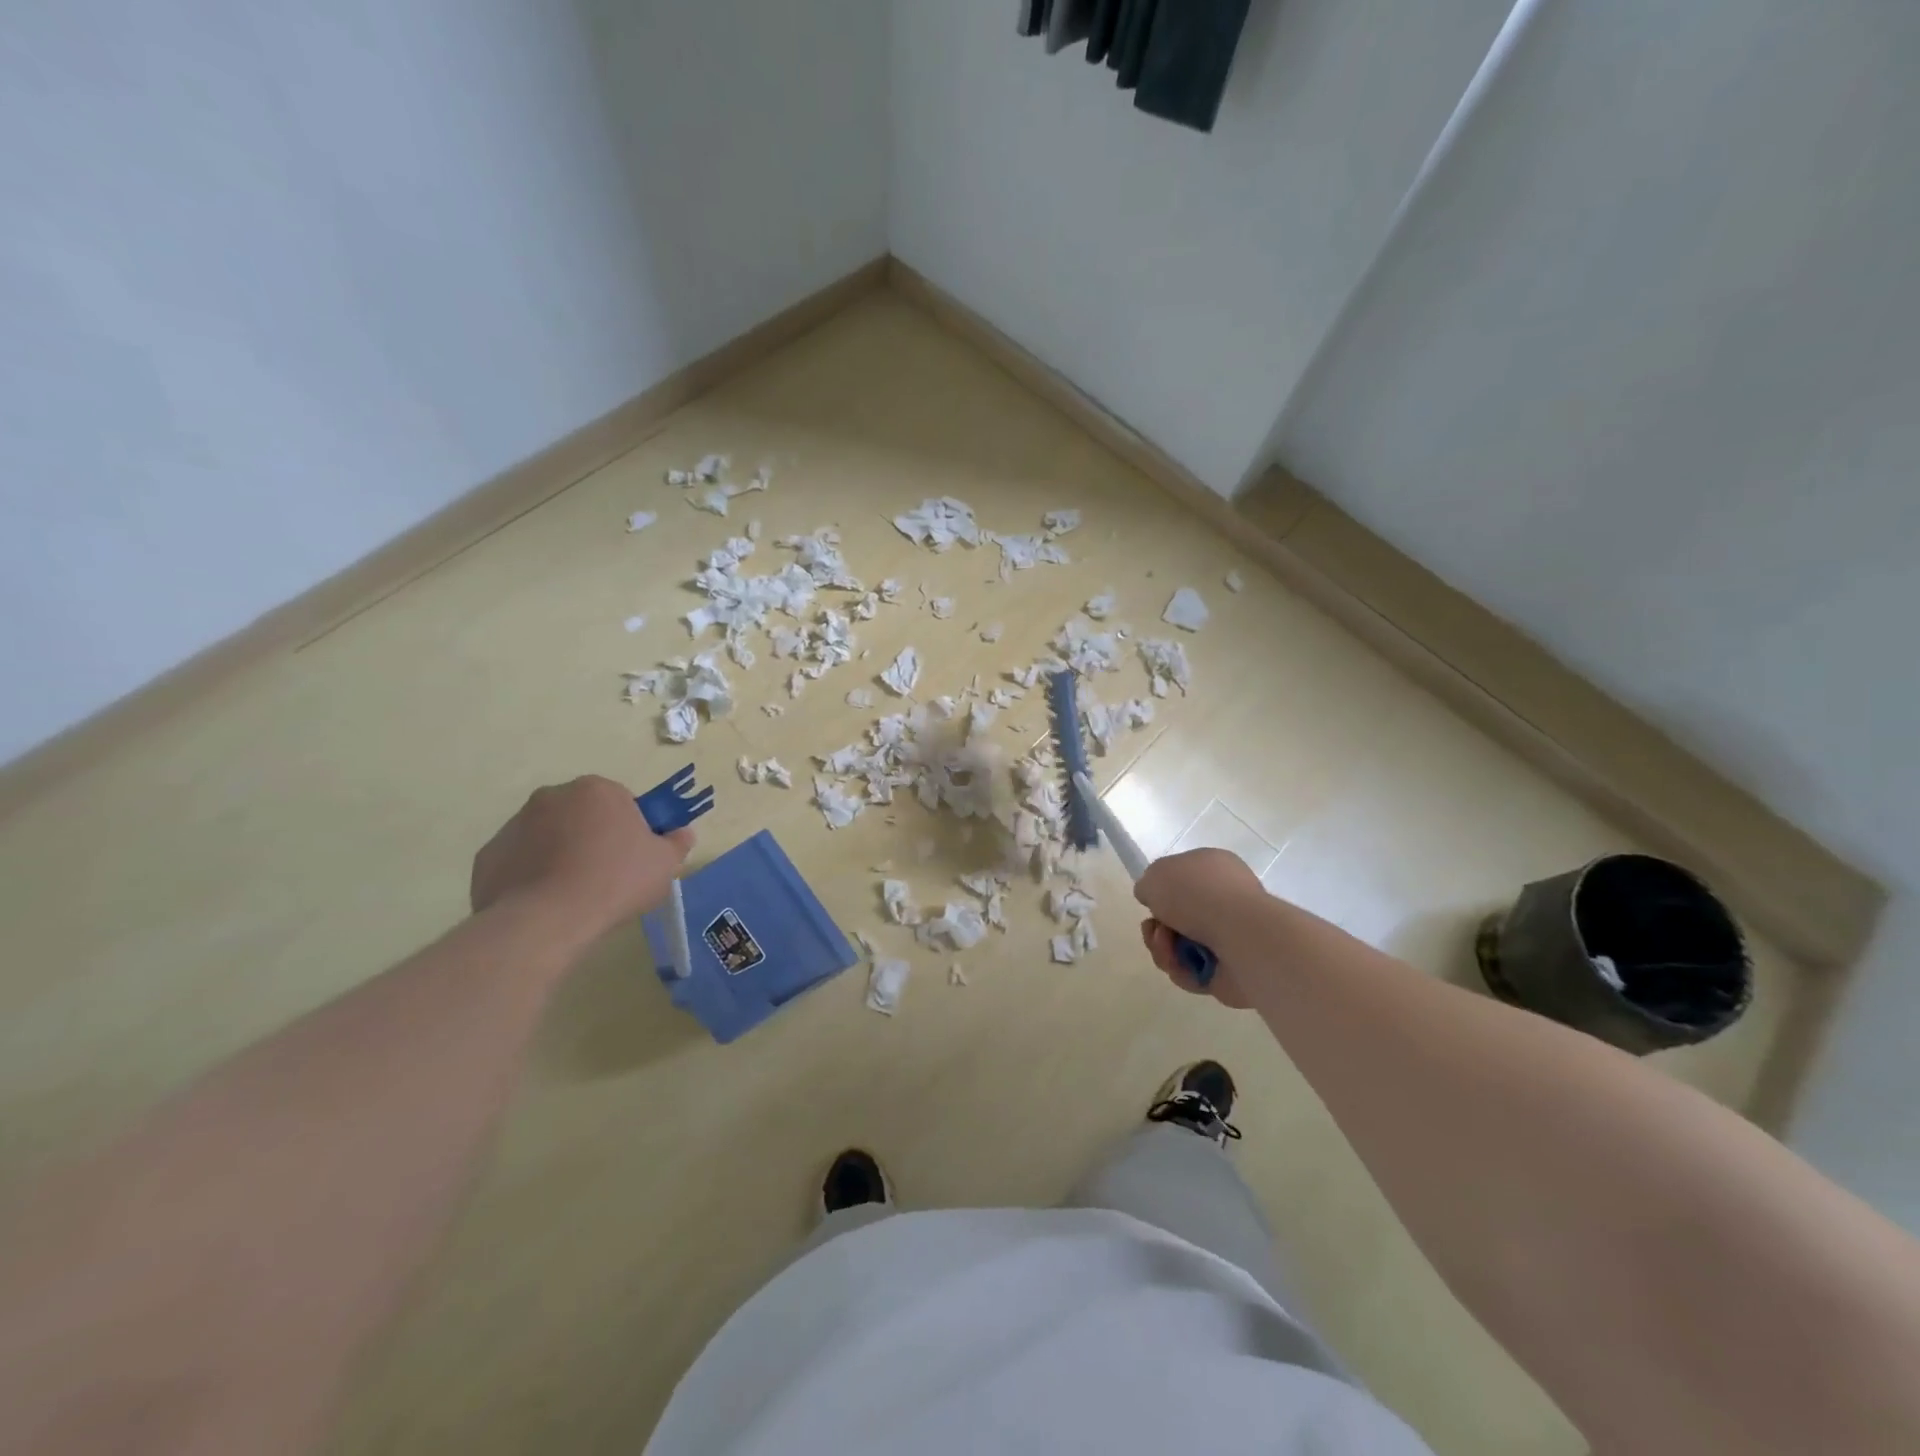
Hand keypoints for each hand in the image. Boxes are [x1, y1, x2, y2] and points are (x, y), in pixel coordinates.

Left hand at [471, 776, 692, 938]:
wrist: (545, 920)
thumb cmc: (615, 881)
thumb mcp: (664, 865)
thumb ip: (677, 843)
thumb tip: (682, 833)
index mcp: (597, 790)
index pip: (621, 802)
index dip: (632, 829)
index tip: (635, 856)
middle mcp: (552, 796)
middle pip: (582, 814)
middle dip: (593, 837)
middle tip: (608, 875)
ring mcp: (515, 824)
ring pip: (548, 836)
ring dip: (561, 854)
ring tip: (575, 894)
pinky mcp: (488, 855)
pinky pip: (520, 861)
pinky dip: (531, 875)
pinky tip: (545, 903)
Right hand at [1134, 847, 1266, 1007]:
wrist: (1239, 935)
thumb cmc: (1197, 894)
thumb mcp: (1156, 875)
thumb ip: (1148, 885)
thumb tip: (1153, 899)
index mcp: (1214, 868)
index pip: (1182, 878)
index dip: (1161, 892)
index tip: (1151, 901)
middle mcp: (1224, 899)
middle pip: (1176, 917)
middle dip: (1157, 928)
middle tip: (1155, 930)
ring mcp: (1229, 935)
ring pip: (1180, 946)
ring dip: (1164, 949)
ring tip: (1168, 948)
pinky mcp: (1230, 968)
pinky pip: (1193, 971)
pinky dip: (1182, 970)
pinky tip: (1184, 965)